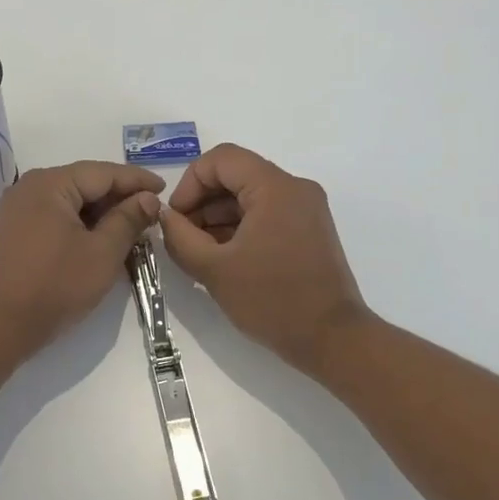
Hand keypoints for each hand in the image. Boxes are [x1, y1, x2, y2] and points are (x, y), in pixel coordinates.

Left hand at [0, 161, 162, 359]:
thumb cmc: (55, 287)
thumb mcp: (102, 253)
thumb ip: (128, 220)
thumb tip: (148, 198)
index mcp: (49, 184)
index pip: (102, 173)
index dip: (136, 180)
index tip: (164, 188)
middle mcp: (28, 187)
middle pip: (83, 182)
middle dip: (118, 196)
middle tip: (149, 210)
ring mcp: (15, 208)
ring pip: (68, 199)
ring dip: (98, 211)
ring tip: (129, 225)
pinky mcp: (10, 229)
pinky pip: (52, 214)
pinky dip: (77, 221)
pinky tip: (96, 236)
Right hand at [160, 144, 370, 377]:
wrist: (332, 340)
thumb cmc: (272, 301)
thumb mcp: (214, 269)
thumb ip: (180, 237)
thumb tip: (166, 217)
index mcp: (275, 187)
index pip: (221, 159)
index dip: (190, 183)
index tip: (176, 218)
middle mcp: (295, 188)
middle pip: (236, 175)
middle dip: (202, 202)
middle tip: (182, 237)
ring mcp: (306, 208)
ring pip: (250, 195)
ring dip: (218, 216)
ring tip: (199, 251)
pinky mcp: (309, 229)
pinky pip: (266, 213)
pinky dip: (240, 227)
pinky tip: (222, 257)